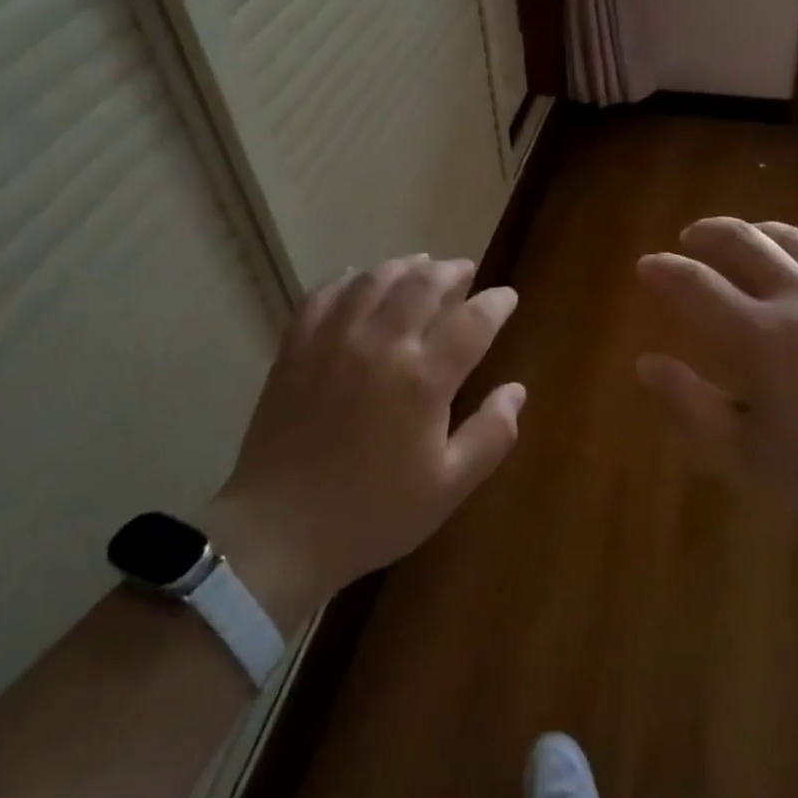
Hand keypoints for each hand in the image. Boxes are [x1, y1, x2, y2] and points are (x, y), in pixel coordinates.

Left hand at [208, 256, 523, 632]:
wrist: (280, 531)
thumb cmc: (374, 514)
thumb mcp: (448, 487)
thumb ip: (491, 435)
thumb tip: (516, 390)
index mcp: (422, 379)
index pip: (472, 322)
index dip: (495, 303)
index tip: (506, 296)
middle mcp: (380, 345)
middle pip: (423, 285)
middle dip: (451, 272)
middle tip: (465, 271)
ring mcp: (332, 340)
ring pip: (375, 280)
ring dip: (404, 266)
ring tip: (421, 265)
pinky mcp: (296, 347)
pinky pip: (324, 294)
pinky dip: (348, 279)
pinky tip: (358, 280)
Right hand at [635, 218, 797, 547]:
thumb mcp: (750, 453)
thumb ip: (692, 403)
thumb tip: (646, 363)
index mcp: (758, 335)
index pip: (695, 284)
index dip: (664, 270)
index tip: (646, 265)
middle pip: (742, 240)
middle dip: (707, 232)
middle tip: (689, 237)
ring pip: (792, 237)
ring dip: (757, 230)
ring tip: (742, 237)